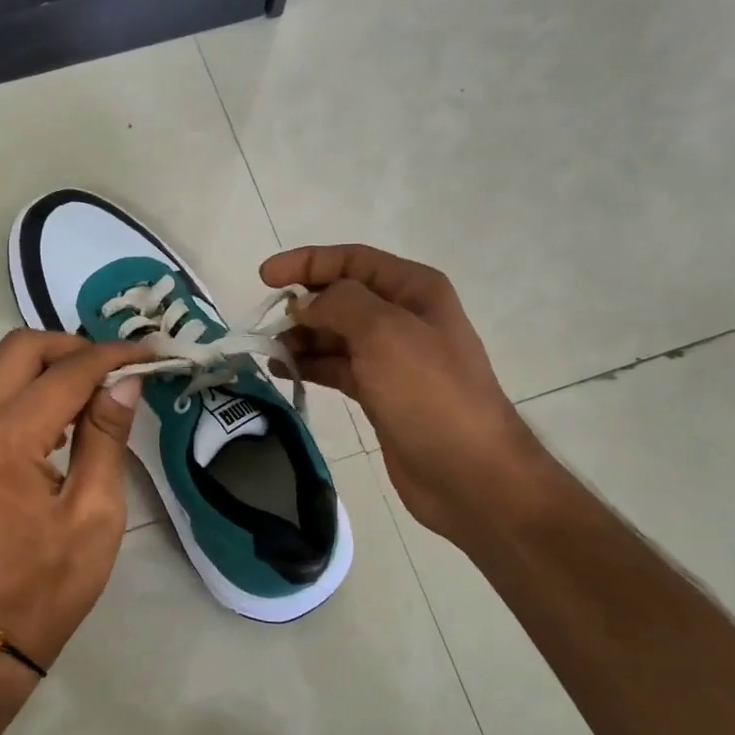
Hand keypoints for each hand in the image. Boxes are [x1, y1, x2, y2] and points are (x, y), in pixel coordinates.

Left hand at [0, 330, 150, 678]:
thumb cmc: (50, 583)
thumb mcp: (96, 512)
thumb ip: (106, 436)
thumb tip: (126, 381)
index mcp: (8, 440)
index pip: (67, 372)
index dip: (112, 357)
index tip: (149, 354)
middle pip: (20, 348)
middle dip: (72, 346)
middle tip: (115, 368)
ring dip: (45, 361)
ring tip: (91, 385)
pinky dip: (25, 383)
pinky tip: (59, 410)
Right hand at [261, 244, 544, 539]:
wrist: (468, 473)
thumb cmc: (429, 394)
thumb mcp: (384, 333)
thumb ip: (339, 304)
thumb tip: (304, 304)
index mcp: (413, 290)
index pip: (353, 260)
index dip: (307, 262)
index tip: (265, 277)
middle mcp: (403, 317)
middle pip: (342, 297)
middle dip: (303, 304)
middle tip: (265, 324)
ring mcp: (392, 358)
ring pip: (336, 335)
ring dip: (302, 337)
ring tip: (271, 352)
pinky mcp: (380, 393)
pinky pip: (337, 367)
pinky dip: (311, 365)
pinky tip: (285, 372)